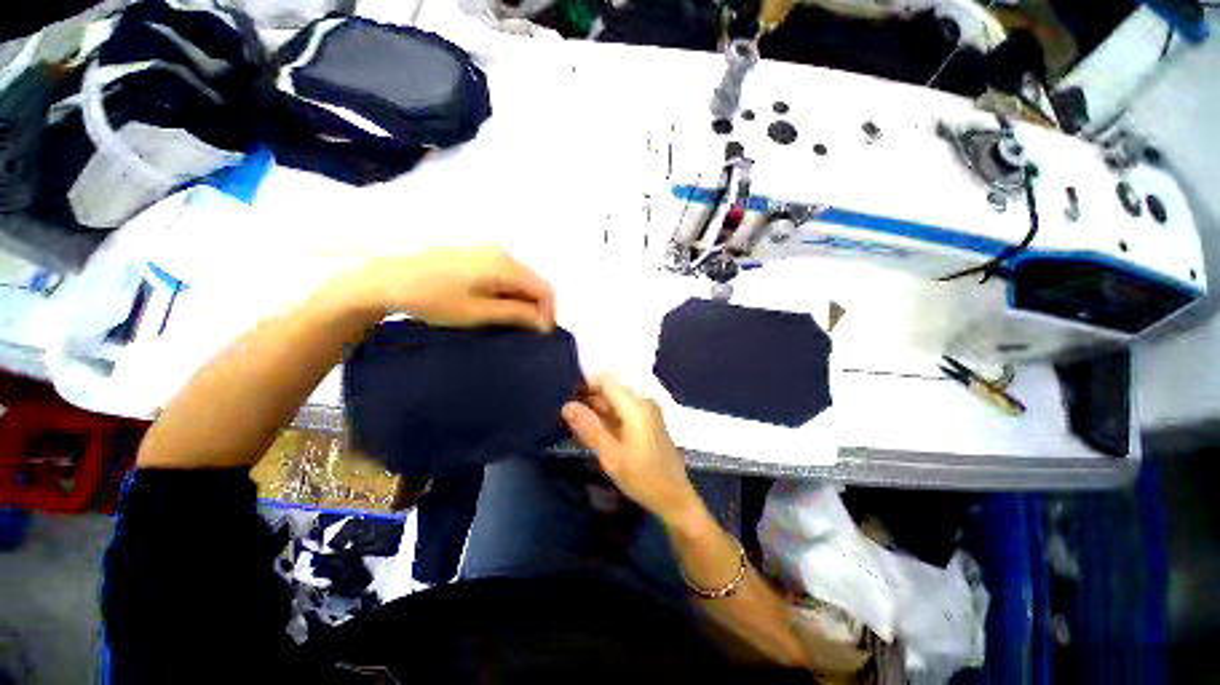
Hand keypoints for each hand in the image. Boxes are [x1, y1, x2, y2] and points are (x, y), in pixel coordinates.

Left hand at [334, 245, 555, 331]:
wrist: (386, 278)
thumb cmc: (435, 299)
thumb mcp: (479, 313)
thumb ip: (517, 315)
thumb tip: (544, 322)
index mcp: (505, 265)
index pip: (544, 288)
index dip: (548, 312)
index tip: (541, 334)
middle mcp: (502, 253)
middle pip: (534, 281)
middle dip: (536, 306)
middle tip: (526, 330)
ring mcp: (487, 250)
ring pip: (519, 278)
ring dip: (522, 300)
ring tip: (511, 321)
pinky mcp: (474, 253)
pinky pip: (504, 273)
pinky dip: (508, 291)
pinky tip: (495, 304)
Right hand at [562, 374, 703, 526]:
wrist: (674, 496)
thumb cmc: (642, 478)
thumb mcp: (611, 456)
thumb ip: (589, 428)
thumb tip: (566, 405)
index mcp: (636, 406)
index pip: (606, 380)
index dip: (586, 384)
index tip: (569, 397)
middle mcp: (643, 401)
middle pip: (612, 388)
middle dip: (589, 397)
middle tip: (570, 415)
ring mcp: (648, 410)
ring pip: (617, 399)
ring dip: (598, 407)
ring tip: (578, 423)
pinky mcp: (649, 419)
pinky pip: (624, 409)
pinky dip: (609, 416)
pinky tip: (596, 429)